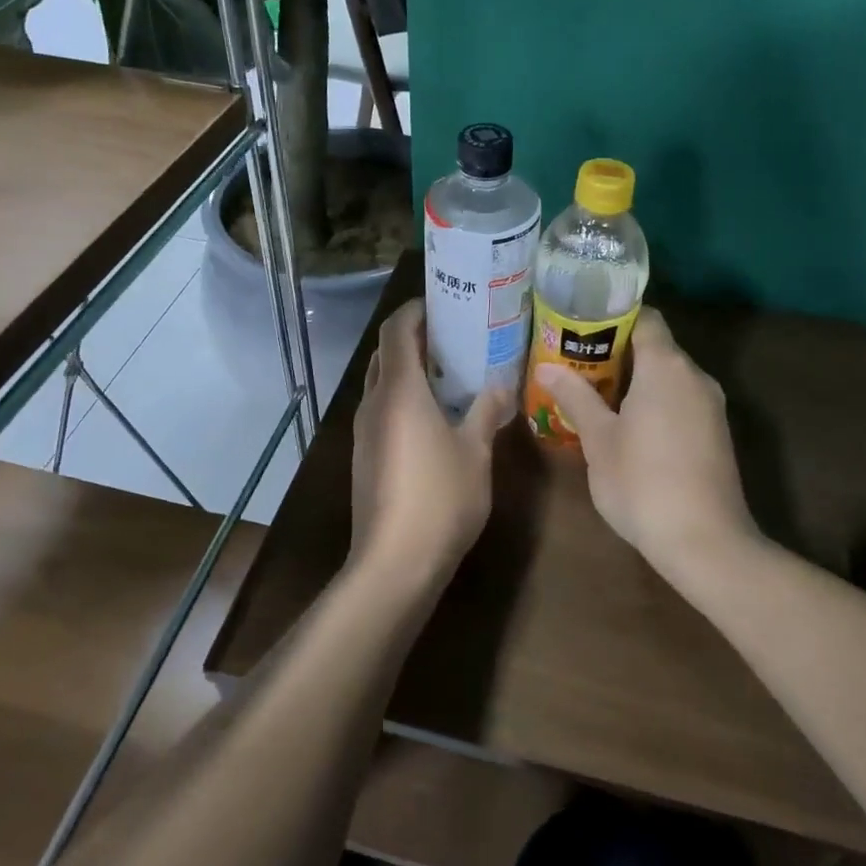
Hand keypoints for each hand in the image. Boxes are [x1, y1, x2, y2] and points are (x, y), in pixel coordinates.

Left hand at [350, 300, 510, 587]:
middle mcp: (373, 402)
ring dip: (409, 370)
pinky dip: (404, 398)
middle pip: (386, 353)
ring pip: (382, 383)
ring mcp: (363, 431)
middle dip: (415, 338)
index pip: (396, 329)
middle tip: (454, 336)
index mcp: (398, 390)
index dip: (415, 310)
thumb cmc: (439, 498)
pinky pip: (382, 410)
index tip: (443, 303)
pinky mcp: (364, 456)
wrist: (394, 563)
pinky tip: (434, 417)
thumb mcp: (475, 451)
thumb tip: (502, 384)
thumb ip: (486, 411)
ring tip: (450, 373)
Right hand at [537, 308, 755, 577]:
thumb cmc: (642, 483)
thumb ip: (575, 397)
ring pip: (669, 375)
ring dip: (636, 379)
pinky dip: (655, 400)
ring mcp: (711, 405)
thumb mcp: (598, 440)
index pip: (644, 318)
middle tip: (576, 363)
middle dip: (616, 351)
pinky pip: (681, 399)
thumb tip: (546, 367)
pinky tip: (628, 425)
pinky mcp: (716, 433)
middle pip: (656, 346)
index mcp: (666, 366)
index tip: (580, 327)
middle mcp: (695, 376)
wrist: (705, 542)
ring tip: (594, 393)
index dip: (612, 317)